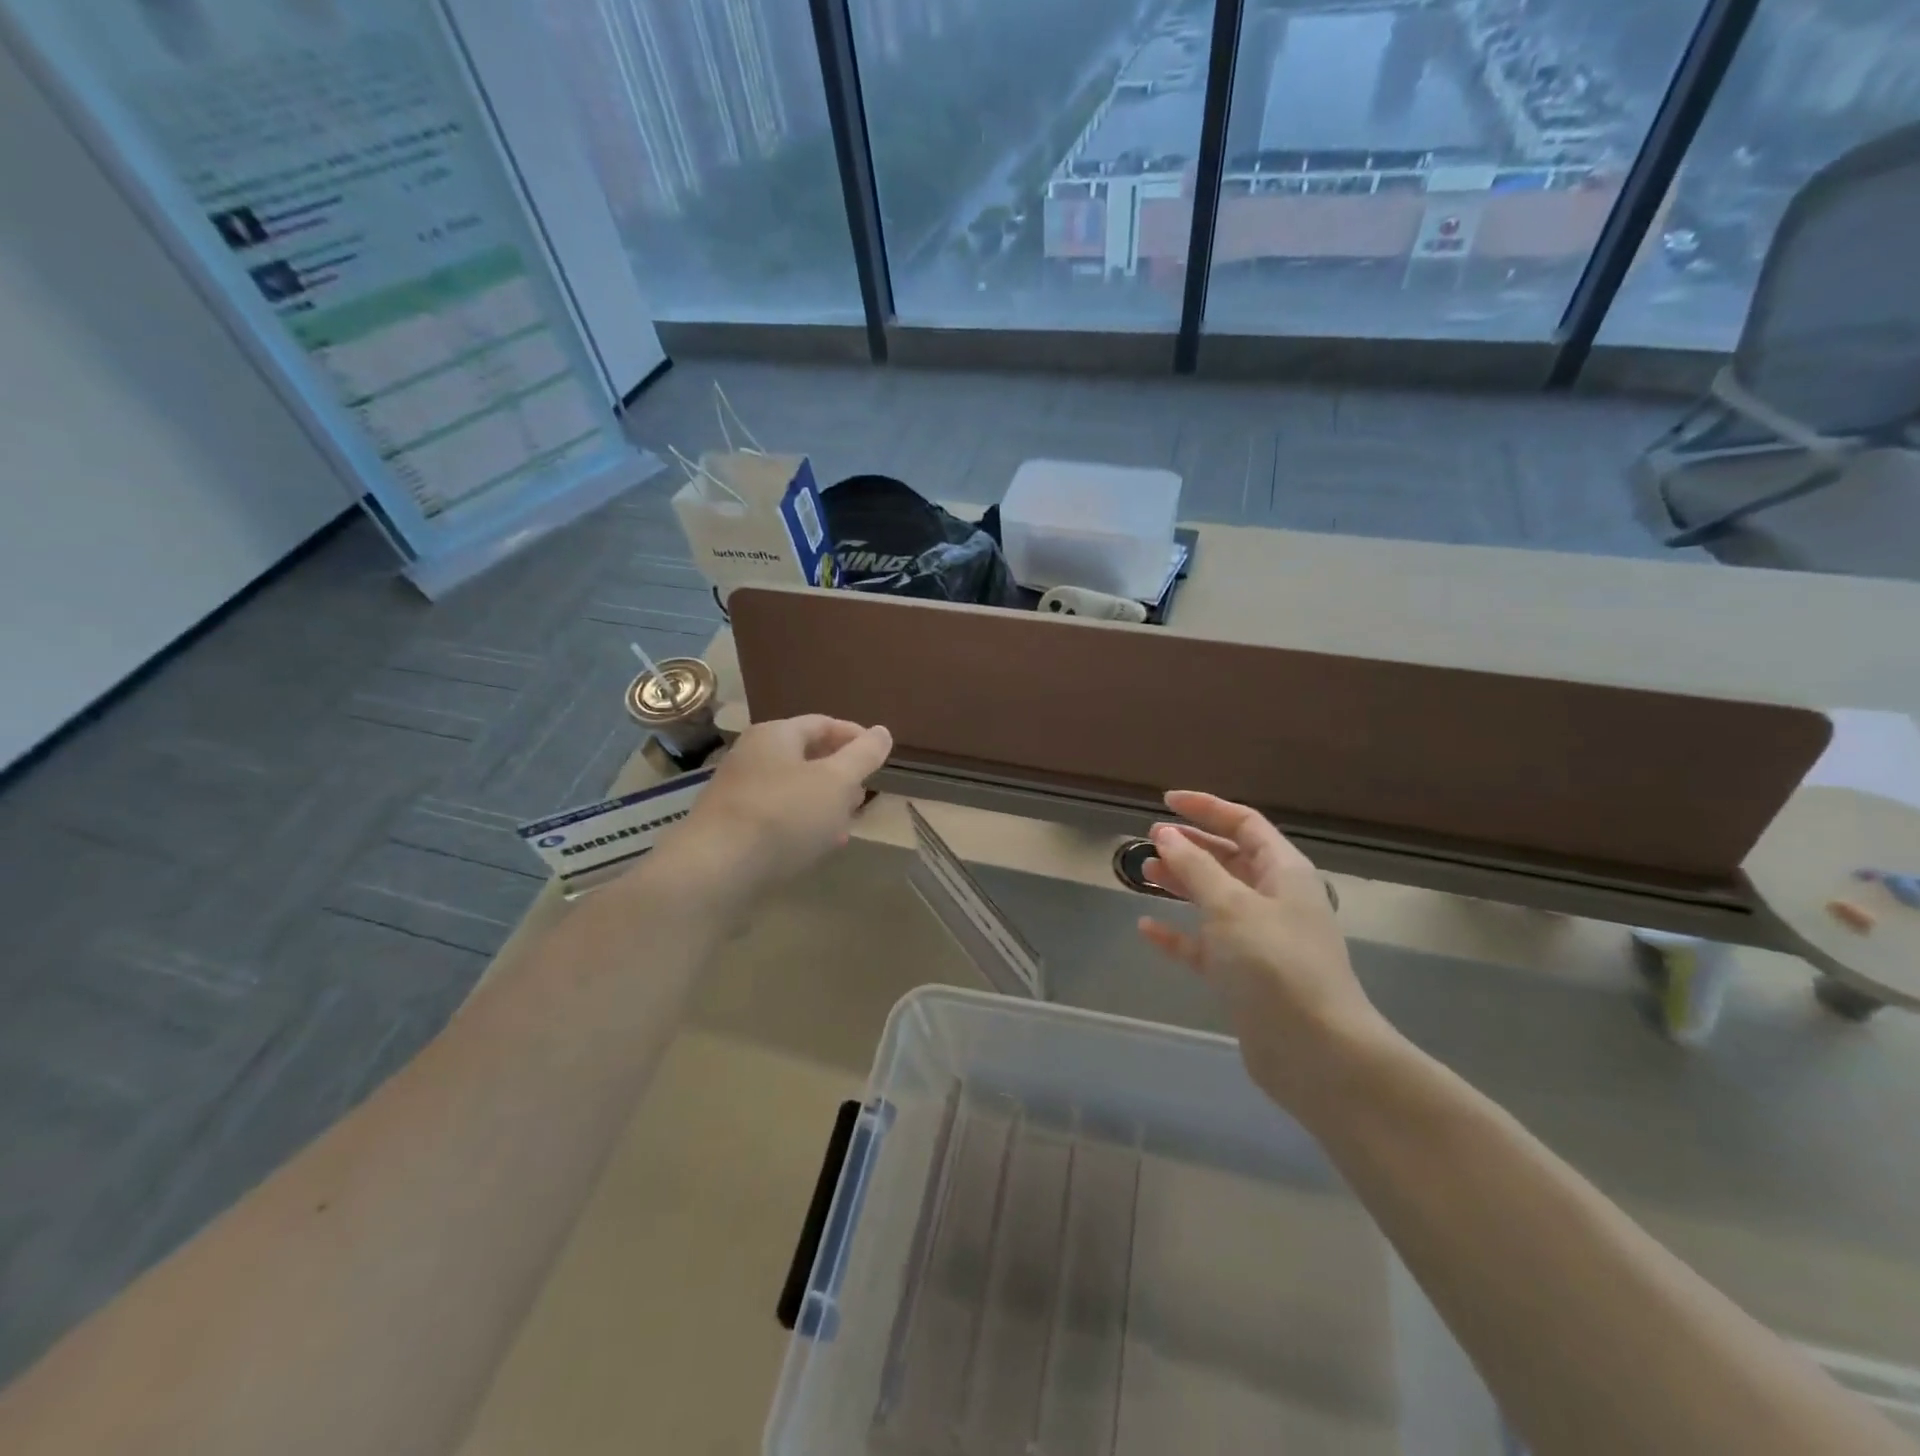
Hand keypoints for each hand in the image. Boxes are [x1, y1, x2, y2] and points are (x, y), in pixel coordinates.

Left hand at [660, 715, 892, 904]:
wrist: (715, 872)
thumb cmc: (783, 815)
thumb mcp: (836, 782)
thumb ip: (863, 755)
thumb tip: (882, 731)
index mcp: (775, 735)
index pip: (823, 723)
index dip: (855, 737)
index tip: (881, 757)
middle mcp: (752, 757)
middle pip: (806, 756)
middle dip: (840, 775)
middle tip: (864, 795)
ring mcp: (738, 794)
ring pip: (793, 791)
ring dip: (823, 804)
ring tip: (846, 825)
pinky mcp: (731, 829)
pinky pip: (777, 818)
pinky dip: (802, 826)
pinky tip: (817, 847)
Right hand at [1137, 791, 1397, 1116]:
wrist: (1316, 1053)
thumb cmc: (1275, 964)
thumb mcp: (1230, 906)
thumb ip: (1195, 867)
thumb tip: (1167, 835)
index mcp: (1284, 872)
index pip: (1245, 823)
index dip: (1207, 808)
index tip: (1166, 802)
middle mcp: (1275, 899)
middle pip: (1229, 859)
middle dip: (1191, 846)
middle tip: (1150, 841)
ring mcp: (1260, 939)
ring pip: (1215, 899)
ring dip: (1181, 883)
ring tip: (1144, 874)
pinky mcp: (1245, 976)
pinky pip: (1205, 944)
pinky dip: (1178, 933)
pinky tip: (1147, 928)